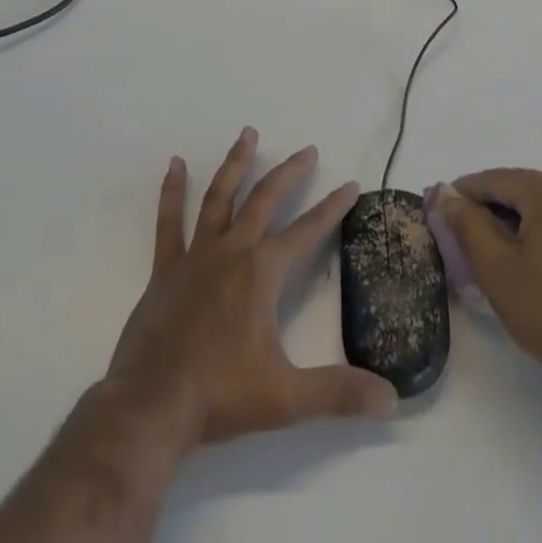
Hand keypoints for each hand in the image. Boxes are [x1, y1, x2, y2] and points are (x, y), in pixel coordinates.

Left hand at [106, 128, 397, 449]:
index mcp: (262, 273)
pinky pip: (169, 222)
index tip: (350, 184)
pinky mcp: (165, 269)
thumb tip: (391, 399)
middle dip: (289, 172)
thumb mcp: (287, 398)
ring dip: (236, 164)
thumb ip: (339, 394)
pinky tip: (175, 165)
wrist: (150, 408)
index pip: (307, 230)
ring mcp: (196, 256)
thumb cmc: (220, 397)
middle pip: (265, 199)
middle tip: (308, 150)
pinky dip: (172, 191)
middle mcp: (232, 251)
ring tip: (247, 133)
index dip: (332, 207)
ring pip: (220, 197)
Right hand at [437, 168, 541, 399]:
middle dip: (491, 209)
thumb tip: (449, 197)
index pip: (494, 180)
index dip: (464, 194)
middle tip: (463, 236)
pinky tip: (530, 260)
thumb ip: (467, 223)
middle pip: (521, 190)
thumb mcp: (494, 265)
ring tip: (494, 251)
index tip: (440, 211)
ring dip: (516, 222)